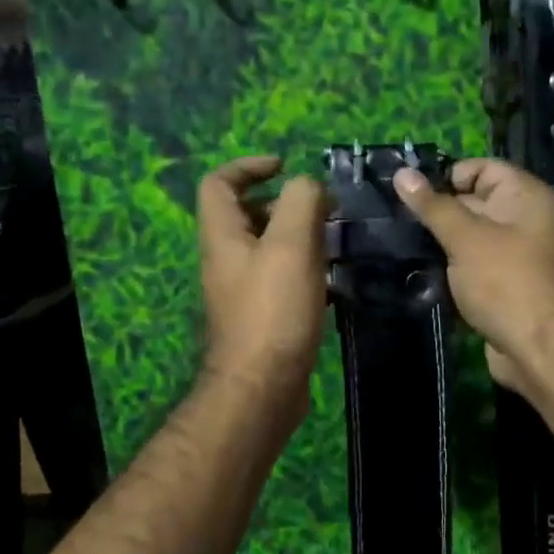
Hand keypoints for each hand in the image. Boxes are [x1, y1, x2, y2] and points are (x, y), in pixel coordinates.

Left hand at [197, 156, 328, 415]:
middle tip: (324, 211)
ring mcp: (243, 292)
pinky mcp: (262, 318)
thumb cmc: (274, 311)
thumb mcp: (290, 244)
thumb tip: (310, 187)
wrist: (263, 387)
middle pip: (247, 215)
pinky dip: (305, 271)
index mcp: (222, 236)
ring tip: (335, 242)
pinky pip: (281, 280)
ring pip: (268, 249)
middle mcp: (226, 260)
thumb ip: (301, 202)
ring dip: (299, 238)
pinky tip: (333, 281)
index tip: (286, 167)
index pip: (219, 183)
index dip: (248, 165)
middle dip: (285, 204)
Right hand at [393, 158, 553, 392]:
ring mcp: (515, 257)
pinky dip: (451, 270)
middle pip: (474, 203)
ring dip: (440, 244)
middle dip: (437, 212)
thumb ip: (433, 207)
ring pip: (469, 239)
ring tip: (400, 245)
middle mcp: (523, 221)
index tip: (410, 195)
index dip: (447, 176)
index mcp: (524, 197)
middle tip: (394, 221)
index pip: (482, 169)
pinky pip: (472, 268)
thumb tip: (402, 173)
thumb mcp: (465, 238)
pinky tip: (419, 274)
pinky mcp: (504, 287)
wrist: (541, 350)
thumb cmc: (506, 283)